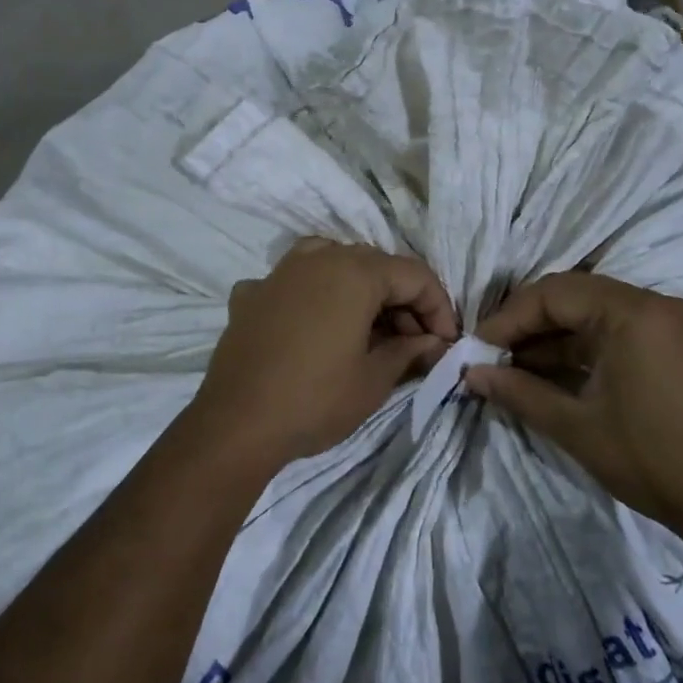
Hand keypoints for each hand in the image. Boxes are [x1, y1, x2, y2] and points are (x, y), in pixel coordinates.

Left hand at [189, 240, 458, 468]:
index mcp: (354, 272)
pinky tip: (311, 326)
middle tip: (413, 343)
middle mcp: (316, 258)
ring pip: (331, 262)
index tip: (445, 343)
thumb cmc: (315, 400)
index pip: (414, 275)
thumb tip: (434, 342)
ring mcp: (278, 273)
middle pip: (374, 265)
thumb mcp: (374, 380)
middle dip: (401, 300)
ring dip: (357, 289)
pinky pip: (291, 282)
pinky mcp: (250, 295)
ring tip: (366, 327)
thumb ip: (409, 351)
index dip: (438, 307)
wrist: (236, 423)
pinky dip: (310, 296)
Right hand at [464, 272, 682, 551]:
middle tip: (492, 354)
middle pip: (573, 296)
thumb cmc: (651, 459)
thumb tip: (471, 373)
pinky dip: (582, 347)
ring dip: (553, 337)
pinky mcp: (678, 345)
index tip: (477, 348)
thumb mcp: (576, 426)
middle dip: (527, 324)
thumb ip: (519, 391)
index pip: (554, 294)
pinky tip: (551, 371)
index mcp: (634, 313)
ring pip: (594, 313)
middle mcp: (656, 304)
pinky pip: (617, 330)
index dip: (509, 318)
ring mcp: (672, 323)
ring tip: (514, 367)